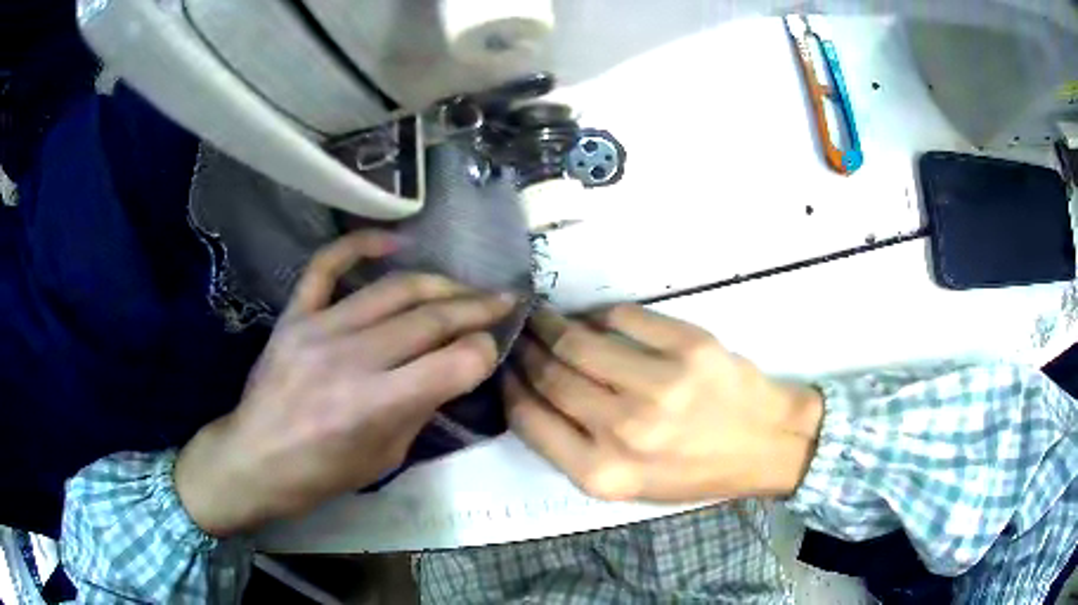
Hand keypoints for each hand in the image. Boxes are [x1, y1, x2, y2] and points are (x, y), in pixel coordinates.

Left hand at [174, 231, 514, 535]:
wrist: (254, 459)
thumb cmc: (321, 474)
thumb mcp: (385, 458)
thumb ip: (420, 407)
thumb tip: (450, 368)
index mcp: (376, 406)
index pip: (454, 362)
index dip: (485, 352)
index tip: (492, 349)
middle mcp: (351, 359)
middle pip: (431, 318)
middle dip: (477, 308)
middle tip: (504, 300)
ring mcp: (319, 328)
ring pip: (393, 289)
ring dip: (440, 283)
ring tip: (465, 286)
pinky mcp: (295, 314)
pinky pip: (327, 266)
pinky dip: (362, 244)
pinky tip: (396, 240)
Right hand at [505, 305, 822, 501]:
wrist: (764, 444)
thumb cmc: (692, 470)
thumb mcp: (626, 485)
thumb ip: (574, 448)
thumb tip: (534, 389)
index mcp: (603, 474)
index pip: (529, 418)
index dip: (509, 386)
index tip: (505, 367)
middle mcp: (626, 431)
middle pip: (551, 374)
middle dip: (525, 348)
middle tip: (518, 332)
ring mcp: (660, 385)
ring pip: (580, 341)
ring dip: (552, 323)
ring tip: (543, 316)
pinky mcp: (689, 347)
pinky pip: (624, 317)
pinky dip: (601, 314)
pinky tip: (594, 318)